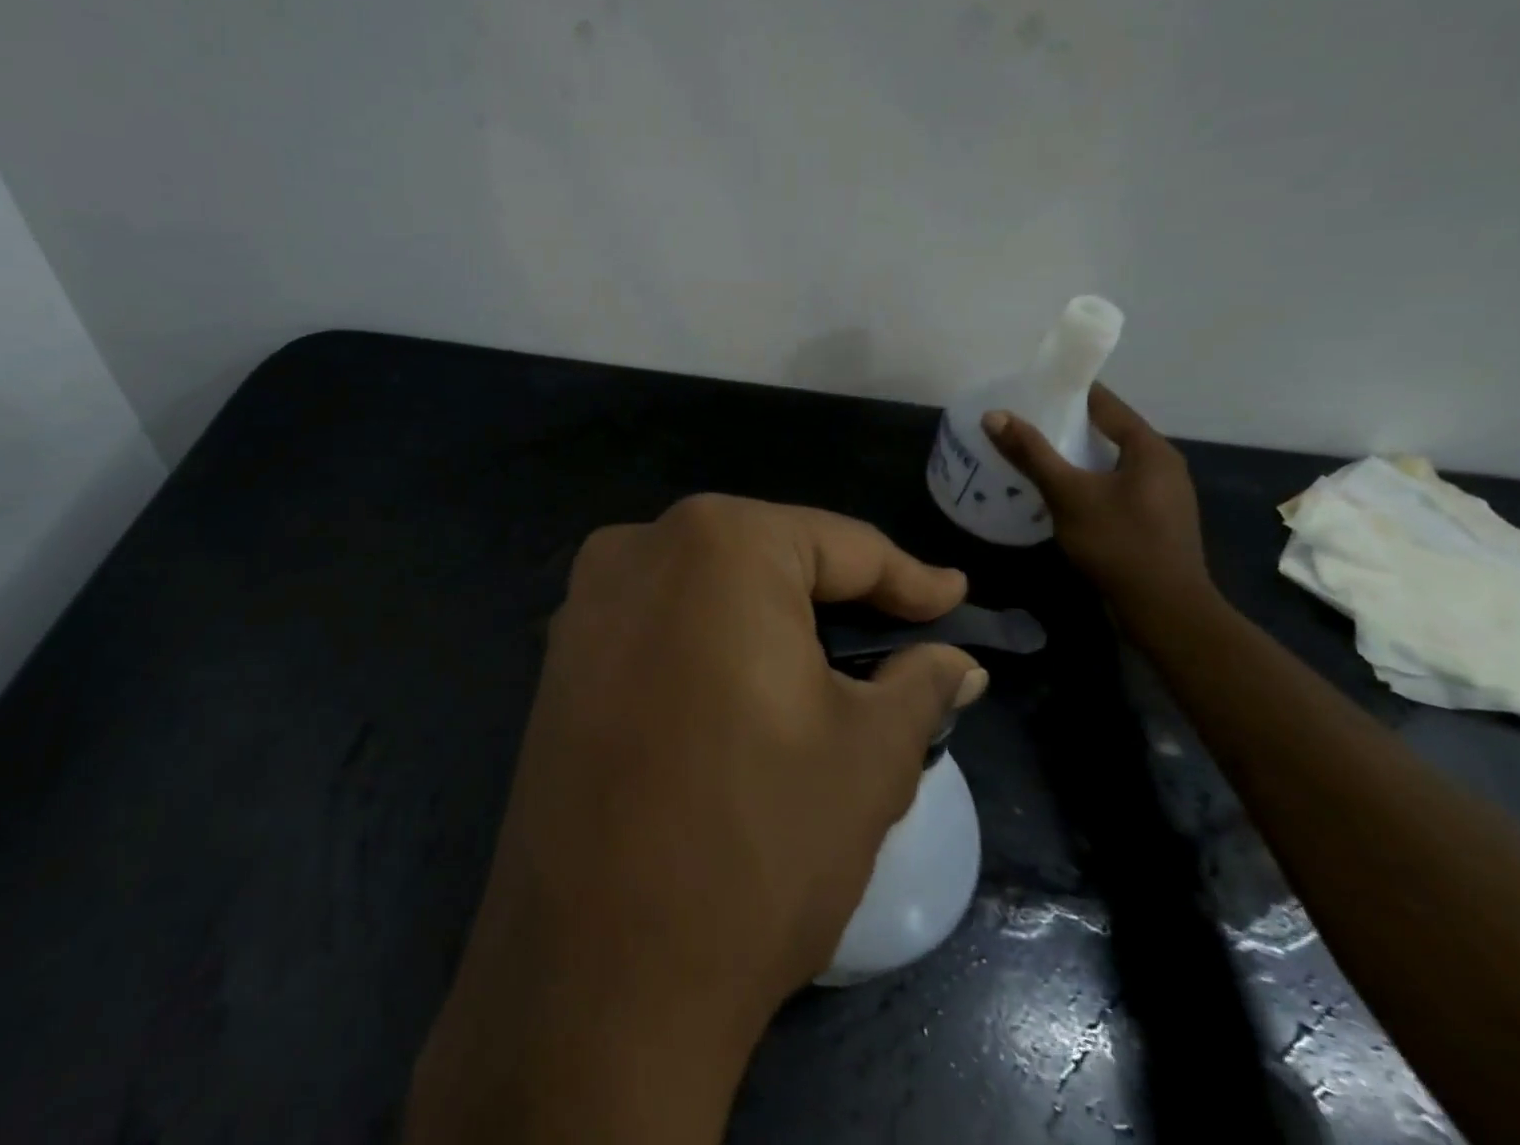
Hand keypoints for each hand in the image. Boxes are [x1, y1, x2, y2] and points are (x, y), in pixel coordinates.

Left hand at [406, 495, 986, 1144]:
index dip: (907, 577)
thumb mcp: (869, 756)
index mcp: (720, 543)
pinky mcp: (560, 657)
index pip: (840, 545)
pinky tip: (742, 692)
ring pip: (710, 588)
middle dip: (837, 598)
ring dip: (772, 621)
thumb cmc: (756, 842)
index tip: (954, 598)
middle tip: (897, 637)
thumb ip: (920, 684)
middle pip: (768, 558)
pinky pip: (659, 624)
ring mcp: (587, 601)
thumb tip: (959, 661)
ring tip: (830, 668)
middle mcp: (641, 547)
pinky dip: (711, 644)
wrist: (595, 977)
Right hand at [981, 386, 1212, 626]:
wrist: (1165, 611)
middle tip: (1024, 424)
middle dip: (1067, 427)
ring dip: (1077, 457)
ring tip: (1034, 456)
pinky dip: (1088, 482)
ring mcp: (1163, 495)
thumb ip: (1031, 453)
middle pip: (1109, 432)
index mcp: (1150, 448)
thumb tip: (994, 414)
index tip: (1032, 390)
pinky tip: (1061, 494)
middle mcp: (1163, 465)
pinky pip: (1116, 487)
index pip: (1106, 404)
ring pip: (1112, 462)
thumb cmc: (1118, 543)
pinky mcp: (1156, 521)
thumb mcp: (1067, 494)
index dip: (1068, 393)